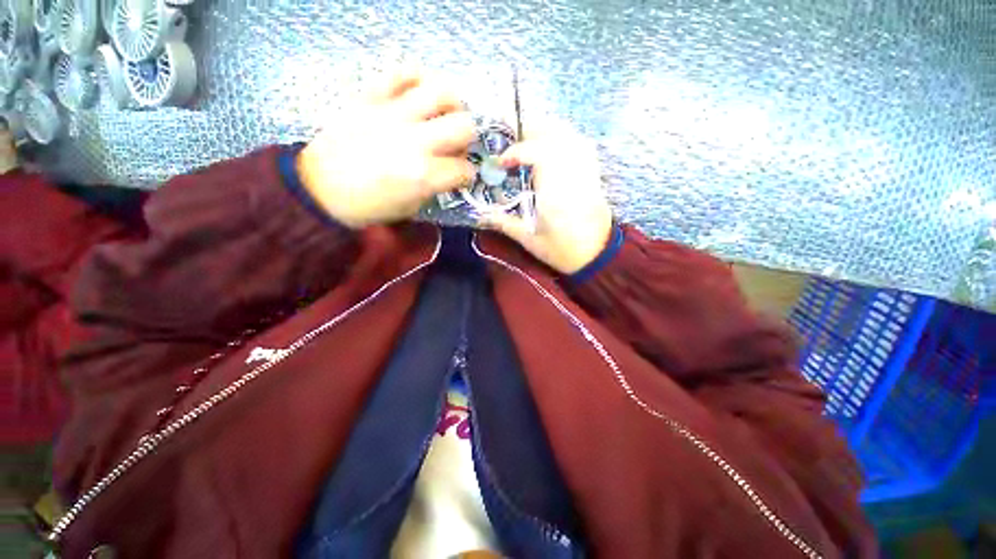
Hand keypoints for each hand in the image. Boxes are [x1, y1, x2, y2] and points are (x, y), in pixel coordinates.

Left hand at [296, 70, 475, 227]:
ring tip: (443, 114)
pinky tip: (418, 94)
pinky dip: (416, 80)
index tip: (460, 177)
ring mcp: (393, 115)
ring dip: (451, 105)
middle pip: (464, 126)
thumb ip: (434, 187)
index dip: (466, 175)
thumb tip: (446, 172)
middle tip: (455, 146)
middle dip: (467, 140)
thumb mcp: (411, 208)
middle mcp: (416, 142)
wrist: (320, 189)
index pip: (464, 169)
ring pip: (441, 92)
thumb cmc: (368, 206)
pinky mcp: (371, 97)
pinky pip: (402, 73)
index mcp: (424, 175)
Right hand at [481, 121, 612, 274]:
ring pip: (569, 135)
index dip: (517, 151)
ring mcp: (586, 171)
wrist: (597, 255)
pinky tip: (549, 144)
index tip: (501, 162)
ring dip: (544, 129)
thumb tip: (479, 215)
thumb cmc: (563, 251)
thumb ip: (504, 223)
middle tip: (506, 135)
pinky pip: (579, 143)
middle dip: (529, 128)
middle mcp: (573, 175)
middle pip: (555, 134)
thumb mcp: (530, 240)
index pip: (539, 154)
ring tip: (523, 136)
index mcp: (556, 193)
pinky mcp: (592, 172)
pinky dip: (561, 137)